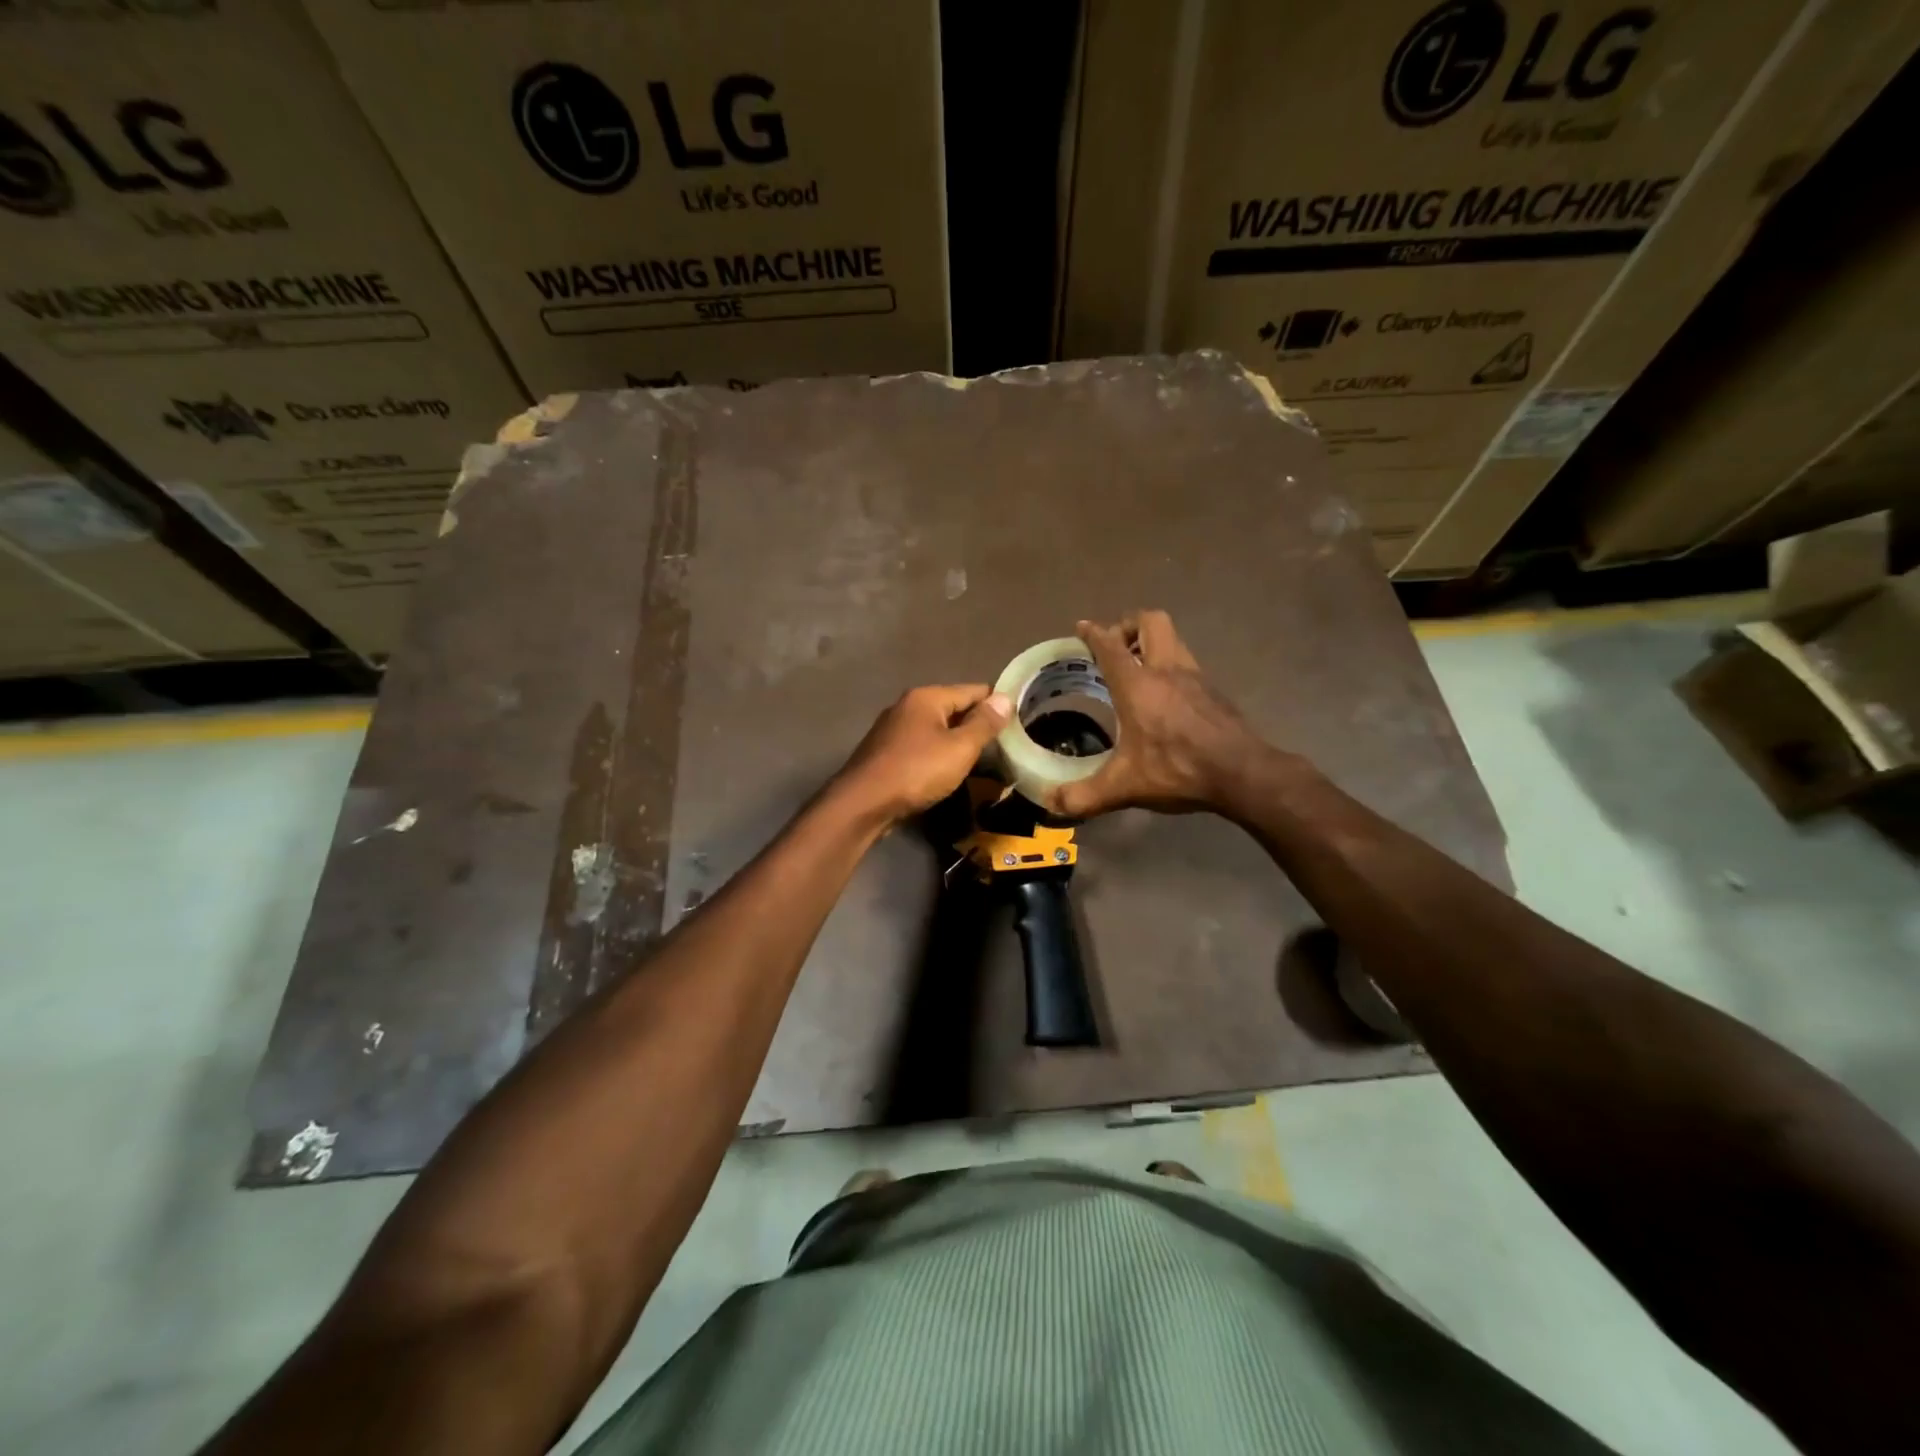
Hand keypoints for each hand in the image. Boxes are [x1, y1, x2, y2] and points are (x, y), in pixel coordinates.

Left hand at [833, 684, 1010, 826]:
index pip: (973, 690)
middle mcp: (907, 705)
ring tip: (980, 760)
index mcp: (927, 697)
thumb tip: (1004, 698)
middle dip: (976, 724)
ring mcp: (892, 728)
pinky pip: (921, 745)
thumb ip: (984, 724)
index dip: (997, 704)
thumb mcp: (960, 748)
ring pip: (935, 728)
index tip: (1018, 721)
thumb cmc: (917, 771)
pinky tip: (946, 771)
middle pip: (953, 708)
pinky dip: (937, 754)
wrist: (864, 803)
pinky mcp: (884, 751)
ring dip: (956, 741)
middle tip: (1003, 745)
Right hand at [1047, 611, 1278, 818]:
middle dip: (1128, 625)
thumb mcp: (1124, 787)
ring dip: (1152, 642)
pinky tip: (1165, 695)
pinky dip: (1171, 666)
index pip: (1110, 645)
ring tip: (1137, 668)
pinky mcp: (1213, 691)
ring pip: (1173, 638)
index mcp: (1138, 685)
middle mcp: (1166, 670)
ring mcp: (1195, 677)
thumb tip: (1051, 803)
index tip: (1082, 627)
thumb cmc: (1177, 770)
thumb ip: (1084, 796)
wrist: (1241, 773)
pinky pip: (1187, 662)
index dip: (1094, 632)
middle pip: (1150, 621)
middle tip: (1115, 647)